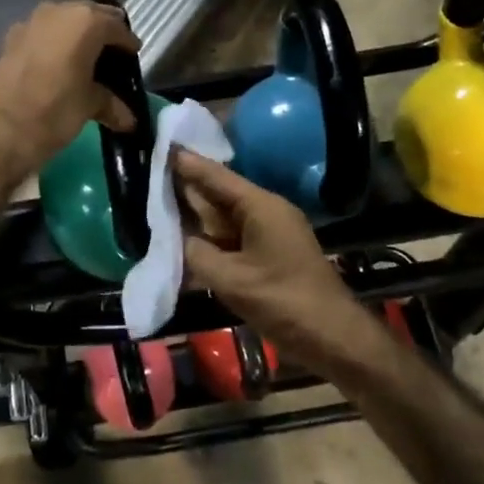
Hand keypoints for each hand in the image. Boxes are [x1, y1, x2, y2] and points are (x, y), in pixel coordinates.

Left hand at [0, 0, 140, 184]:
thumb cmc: (53, 110)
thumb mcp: (89, 106)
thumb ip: (109, 103)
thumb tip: (127, 119)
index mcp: (85, 21)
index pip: (116, 26)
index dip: (127, 43)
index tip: (133, 55)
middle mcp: (58, 12)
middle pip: (89, 17)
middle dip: (101, 35)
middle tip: (112, 56)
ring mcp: (30, 23)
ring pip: (63, 24)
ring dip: (75, 39)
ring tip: (86, 63)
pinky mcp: (10, 40)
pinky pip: (43, 37)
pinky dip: (54, 48)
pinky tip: (58, 69)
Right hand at [174, 151, 381, 373]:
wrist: (334, 338)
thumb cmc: (284, 302)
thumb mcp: (232, 280)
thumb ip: (198, 256)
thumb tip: (179, 241)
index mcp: (261, 206)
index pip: (216, 176)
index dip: (187, 162)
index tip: (161, 145)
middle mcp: (266, 212)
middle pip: (219, 194)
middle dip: (186, 188)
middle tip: (149, 175)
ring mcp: (270, 235)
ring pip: (224, 218)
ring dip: (196, 217)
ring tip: (159, 205)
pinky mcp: (270, 256)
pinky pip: (233, 239)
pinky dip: (210, 240)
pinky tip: (186, 244)